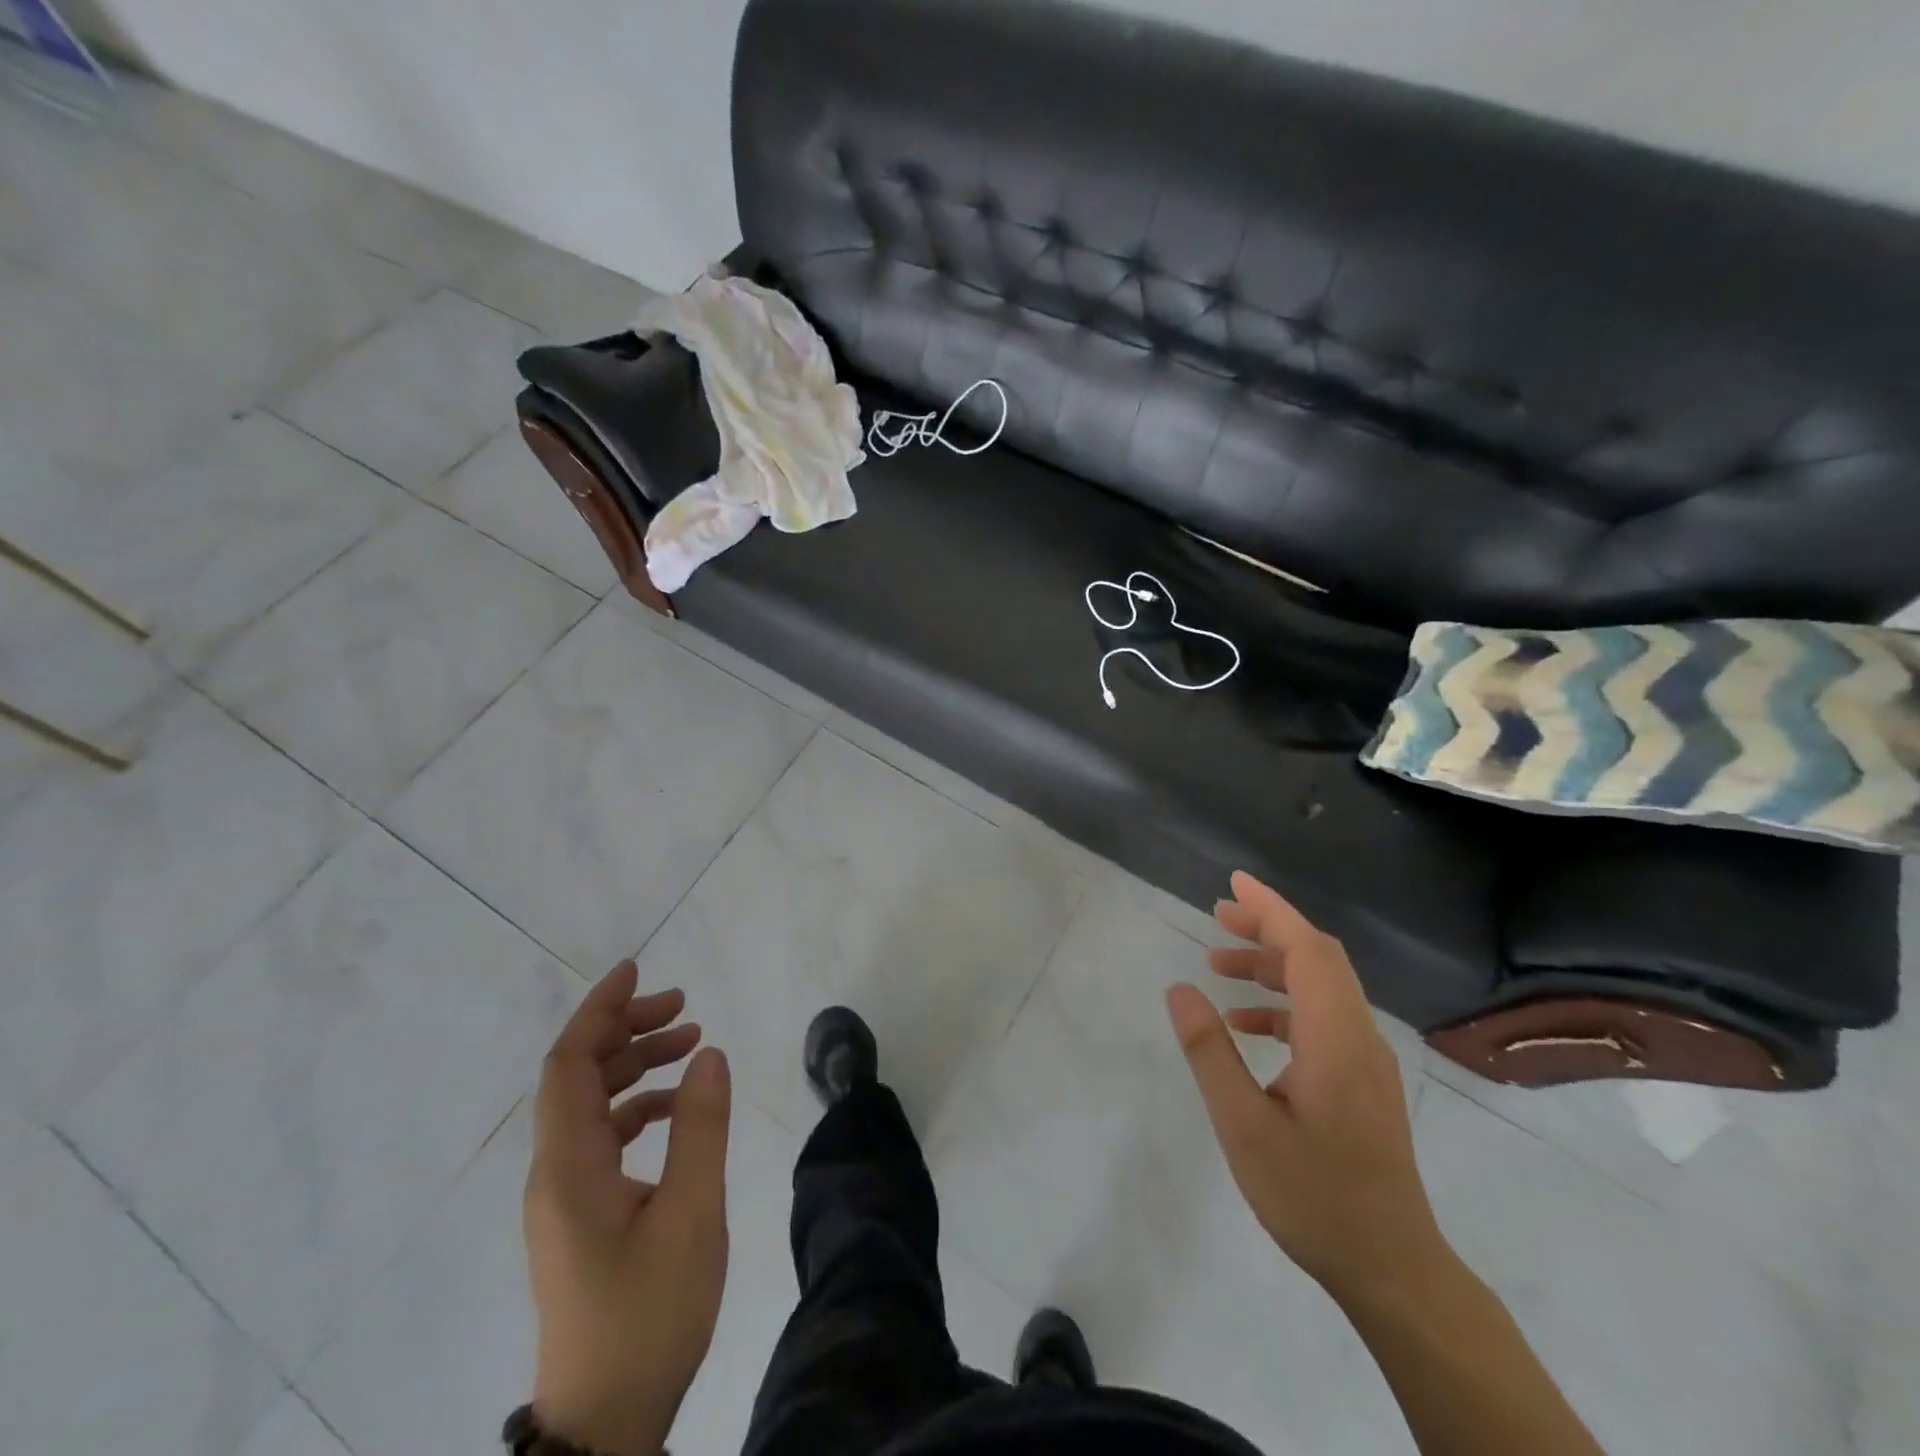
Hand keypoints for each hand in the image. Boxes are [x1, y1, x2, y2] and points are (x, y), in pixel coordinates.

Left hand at [525, 960, 731, 1455]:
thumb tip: (710, 1053)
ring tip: (691, 1044)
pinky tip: (677, 1108)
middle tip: (684, 1007)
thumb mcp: (690, 1214)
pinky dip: (637, 1106)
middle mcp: (555, 1173)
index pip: (569, 1064)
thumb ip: (700, 1128)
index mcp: (569, 1167)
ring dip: (635, 1066)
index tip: (636, 969)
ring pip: (591, 1105)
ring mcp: (564, 1198)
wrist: (604, 1423)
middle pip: (578, 1076)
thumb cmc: (647, 1314)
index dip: (598, 1010)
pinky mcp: (580, 1217)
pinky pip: (602, 1138)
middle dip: (627, 1029)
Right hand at [1166, 872, 1448, 1304]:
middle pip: (1318, 958)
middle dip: (1268, 928)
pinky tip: (1245, 1025)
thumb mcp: (1244, 1125)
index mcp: (1335, 1037)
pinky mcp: (1362, 1081)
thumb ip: (1210, 1052)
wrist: (1392, 1269)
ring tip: (1218, 963)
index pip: (1308, 949)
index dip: (1271, 910)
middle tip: (1217, 915)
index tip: (1235, 884)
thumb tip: (1180, 989)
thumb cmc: (1314, 1196)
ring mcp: (1366, 1060)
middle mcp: (1359, 1036)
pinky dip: (1283, 1005)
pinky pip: (1323, 1018)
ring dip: (1272, 966)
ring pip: (1321, 987)